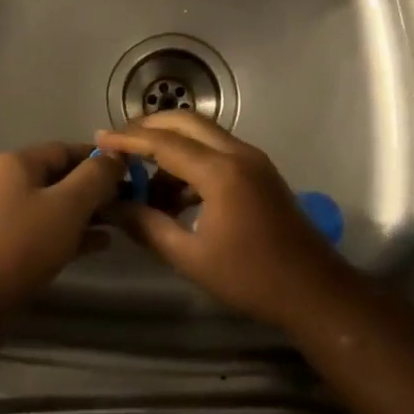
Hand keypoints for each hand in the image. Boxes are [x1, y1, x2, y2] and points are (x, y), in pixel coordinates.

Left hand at [0, 143, 127, 317]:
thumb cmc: (22, 245)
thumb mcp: (68, 205)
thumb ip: (95, 176)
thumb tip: (115, 155)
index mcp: (16, 163)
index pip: (66, 149)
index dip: (100, 158)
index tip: (131, 172)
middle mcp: (7, 182)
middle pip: (61, 177)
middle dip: (96, 188)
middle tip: (130, 200)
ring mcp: (4, 216)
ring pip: (55, 205)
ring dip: (87, 212)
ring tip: (121, 222)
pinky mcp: (7, 246)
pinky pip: (46, 230)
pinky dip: (72, 233)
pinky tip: (101, 244)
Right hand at [94, 112, 357, 331]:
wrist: (314, 291)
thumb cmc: (250, 278)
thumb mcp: (191, 257)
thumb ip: (148, 226)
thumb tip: (112, 207)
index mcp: (221, 172)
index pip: (165, 143)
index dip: (129, 139)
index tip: (99, 138)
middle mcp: (238, 153)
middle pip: (186, 123)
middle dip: (150, 127)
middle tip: (119, 143)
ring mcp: (253, 160)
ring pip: (203, 135)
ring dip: (172, 145)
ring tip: (143, 179)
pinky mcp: (260, 171)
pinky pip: (218, 151)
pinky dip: (192, 160)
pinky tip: (175, 194)